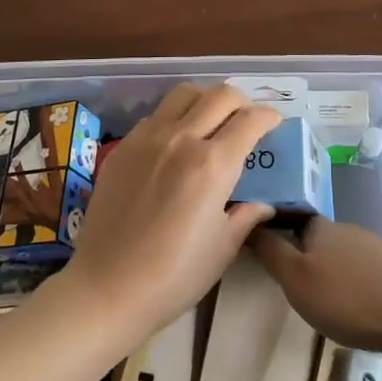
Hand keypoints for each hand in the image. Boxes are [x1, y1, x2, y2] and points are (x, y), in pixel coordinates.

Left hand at [57, 84, 279, 344]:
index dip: (269, 116)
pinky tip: (176, 141)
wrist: (107, 288)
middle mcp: (182, 139)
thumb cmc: (174, 275)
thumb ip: (246, 216)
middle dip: (242, 101)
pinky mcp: (123, 147)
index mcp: (213, 164)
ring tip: (212, 118)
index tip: (274, 123)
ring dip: (206, 98)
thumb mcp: (222, 248)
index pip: (250, 120)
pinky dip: (175, 116)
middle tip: (246, 119)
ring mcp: (148, 138)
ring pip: (184, 93)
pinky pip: (156, 115)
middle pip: (220, 95)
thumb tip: (264, 204)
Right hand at [251, 217, 381, 355]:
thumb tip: (250, 222)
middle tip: (294, 286)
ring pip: (342, 255)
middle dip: (305, 256)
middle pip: (317, 238)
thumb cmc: (347, 298)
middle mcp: (347, 230)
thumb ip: (271, 252)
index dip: (277, 233)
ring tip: (325, 302)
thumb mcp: (296, 280)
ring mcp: (375, 247)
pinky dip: (355, 284)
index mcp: (320, 228)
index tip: (266, 254)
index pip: (291, 218)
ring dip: (331, 272)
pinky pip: (365, 271)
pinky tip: (357, 307)